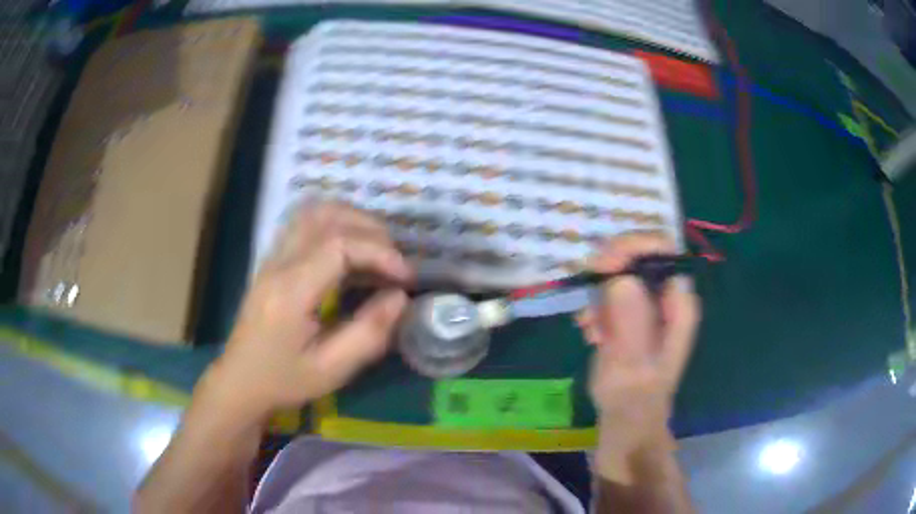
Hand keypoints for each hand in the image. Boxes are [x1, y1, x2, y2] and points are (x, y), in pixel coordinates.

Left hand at [198, 202, 412, 424]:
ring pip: (313, 212)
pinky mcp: (272, 259)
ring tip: (376, 248)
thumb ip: (369, 333)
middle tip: (394, 263)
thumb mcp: (331, 370)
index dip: (380, 252)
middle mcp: (279, 264)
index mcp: (291, 292)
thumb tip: (400, 296)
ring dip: (351, 219)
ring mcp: (272, 257)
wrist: (240, 380)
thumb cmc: (284, 380)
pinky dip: (333, 223)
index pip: (339, 245)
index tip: (406, 277)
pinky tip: (349, 248)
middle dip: (371, 231)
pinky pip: (303, 223)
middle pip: (327, 218)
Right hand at [577, 233, 699, 480]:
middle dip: (608, 272)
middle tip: (589, 300)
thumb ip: (630, 325)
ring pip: (619, 270)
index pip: (661, 250)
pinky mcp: (630, 312)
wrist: (625, 419)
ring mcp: (647, 303)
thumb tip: (622, 279)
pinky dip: (593, 306)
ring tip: (589, 326)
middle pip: (637, 255)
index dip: (632, 248)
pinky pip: (608, 290)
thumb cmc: (634, 399)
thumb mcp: (632, 366)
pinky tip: (589, 331)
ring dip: (597, 293)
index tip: (602, 267)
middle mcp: (666, 296)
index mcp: (679, 303)